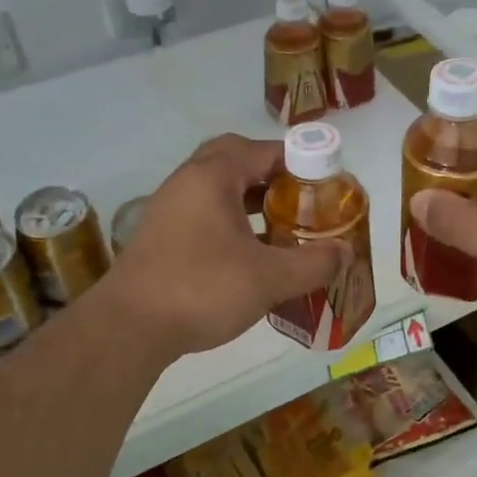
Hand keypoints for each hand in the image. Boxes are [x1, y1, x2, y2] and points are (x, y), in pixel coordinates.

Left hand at [100, 136, 342, 357]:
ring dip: (248, 198)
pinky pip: (202, 211)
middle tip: (296, 198)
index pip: (263, 150)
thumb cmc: (203, 289)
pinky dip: (228, 219)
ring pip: (215, 186)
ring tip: (279, 225)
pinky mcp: (160, 234)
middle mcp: (187, 181)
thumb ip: (314, 263)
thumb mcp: (269, 278)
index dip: (299, 161)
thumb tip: (346, 253)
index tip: (323, 184)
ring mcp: (168, 207)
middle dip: (269, 173)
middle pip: (233, 158)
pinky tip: (246, 252)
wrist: (129, 327)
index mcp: (213, 176)